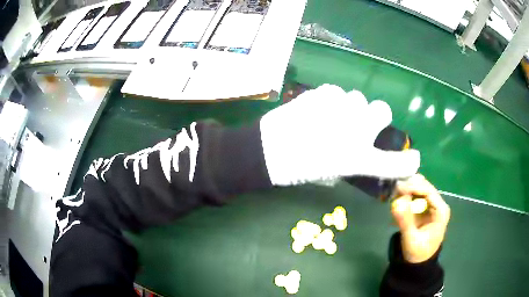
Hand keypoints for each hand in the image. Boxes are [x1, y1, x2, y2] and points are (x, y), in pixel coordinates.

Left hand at [259, 84, 419, 185]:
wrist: (268, 150)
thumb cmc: (297, 169)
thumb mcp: (330, 174)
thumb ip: (351, 162)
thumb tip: (358, 151)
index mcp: (359, 158)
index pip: (397, 163)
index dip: (408, 163)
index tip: (412, 159)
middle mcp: (357, 130)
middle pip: (383, 110)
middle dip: (375, 117)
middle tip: (360, 124)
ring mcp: (341, 107)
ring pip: (359, 97)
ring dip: (352, 107)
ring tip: (332, 116)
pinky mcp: (323, 92)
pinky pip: (337, 92)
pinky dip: (332, 100)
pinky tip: (317, 108)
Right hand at [391, 174, 450, 262]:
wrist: (419, 263)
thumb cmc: (417, 253)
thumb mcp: (411, 240)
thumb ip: (405, 222)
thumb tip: (396, 203)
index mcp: (440, 211)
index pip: (428, 191)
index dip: (414, 187)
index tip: (398, 188)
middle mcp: (438, 204)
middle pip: (424, 186)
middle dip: (409, 187)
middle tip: (393, 192)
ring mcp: (431, 205)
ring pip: (419, 188)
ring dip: (407, 190)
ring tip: (394, 198)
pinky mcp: (424, 207)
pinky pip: (415, 195)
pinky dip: (406, 196)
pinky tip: (398, 202)